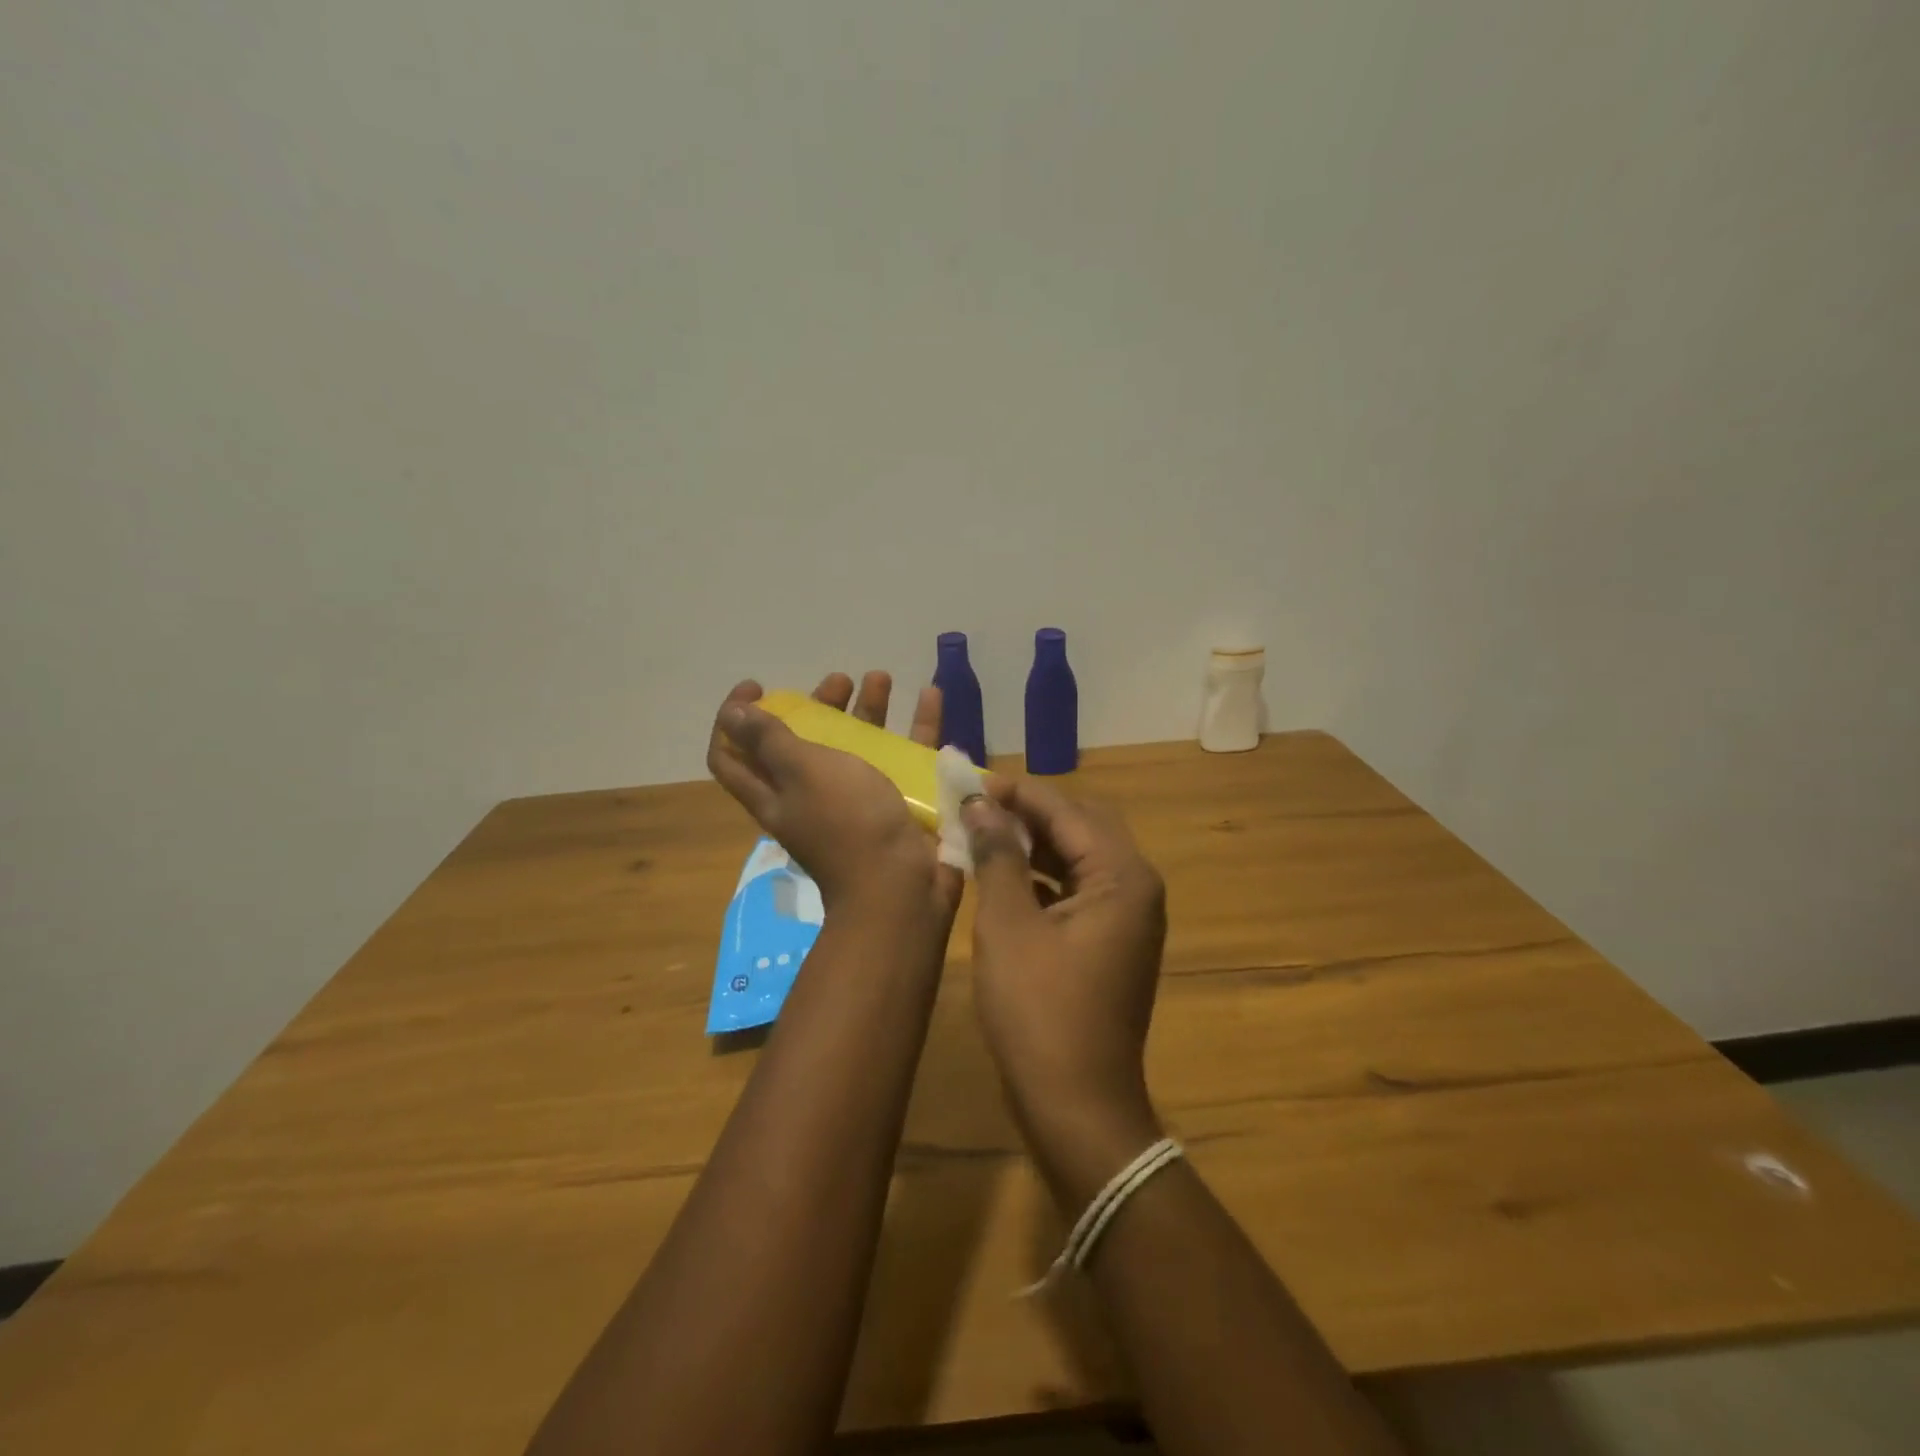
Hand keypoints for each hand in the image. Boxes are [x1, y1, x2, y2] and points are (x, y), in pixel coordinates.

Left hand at [706, 672, 961, 917]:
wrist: (902, 886)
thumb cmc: (848, 824)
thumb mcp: (804, 772)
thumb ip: (770, 741)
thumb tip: (731, 716)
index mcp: (775, 792)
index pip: (731, 756)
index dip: (733, 721)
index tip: (757, 687)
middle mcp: (811, 796)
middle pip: (804, 743)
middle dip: (817, 706)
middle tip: (838, 682)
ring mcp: (858, 800)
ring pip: (858, 745)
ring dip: (867, 709)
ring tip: (881, 678)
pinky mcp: (898, 803)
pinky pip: (906, 756)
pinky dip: (917, 727)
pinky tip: (931, 696)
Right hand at [962, 778, 1166, 1148]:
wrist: (1077, 1105)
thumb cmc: (1039, 1011)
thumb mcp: (1008, 926)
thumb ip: (997, 857)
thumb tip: (980, 806)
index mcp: (1122, 877)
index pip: (1067, 811)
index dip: (1017, 793)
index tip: (971, 782)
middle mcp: (1135, 887)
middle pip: (1081, 826)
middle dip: (1028, 813)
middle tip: (977, 808)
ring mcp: (1127, 917)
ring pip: (1078, 858)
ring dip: (1034, 844)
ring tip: (982, 834)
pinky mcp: (1112, 941)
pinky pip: (1077, 889)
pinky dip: (1042, 877)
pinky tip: (1003, 877)